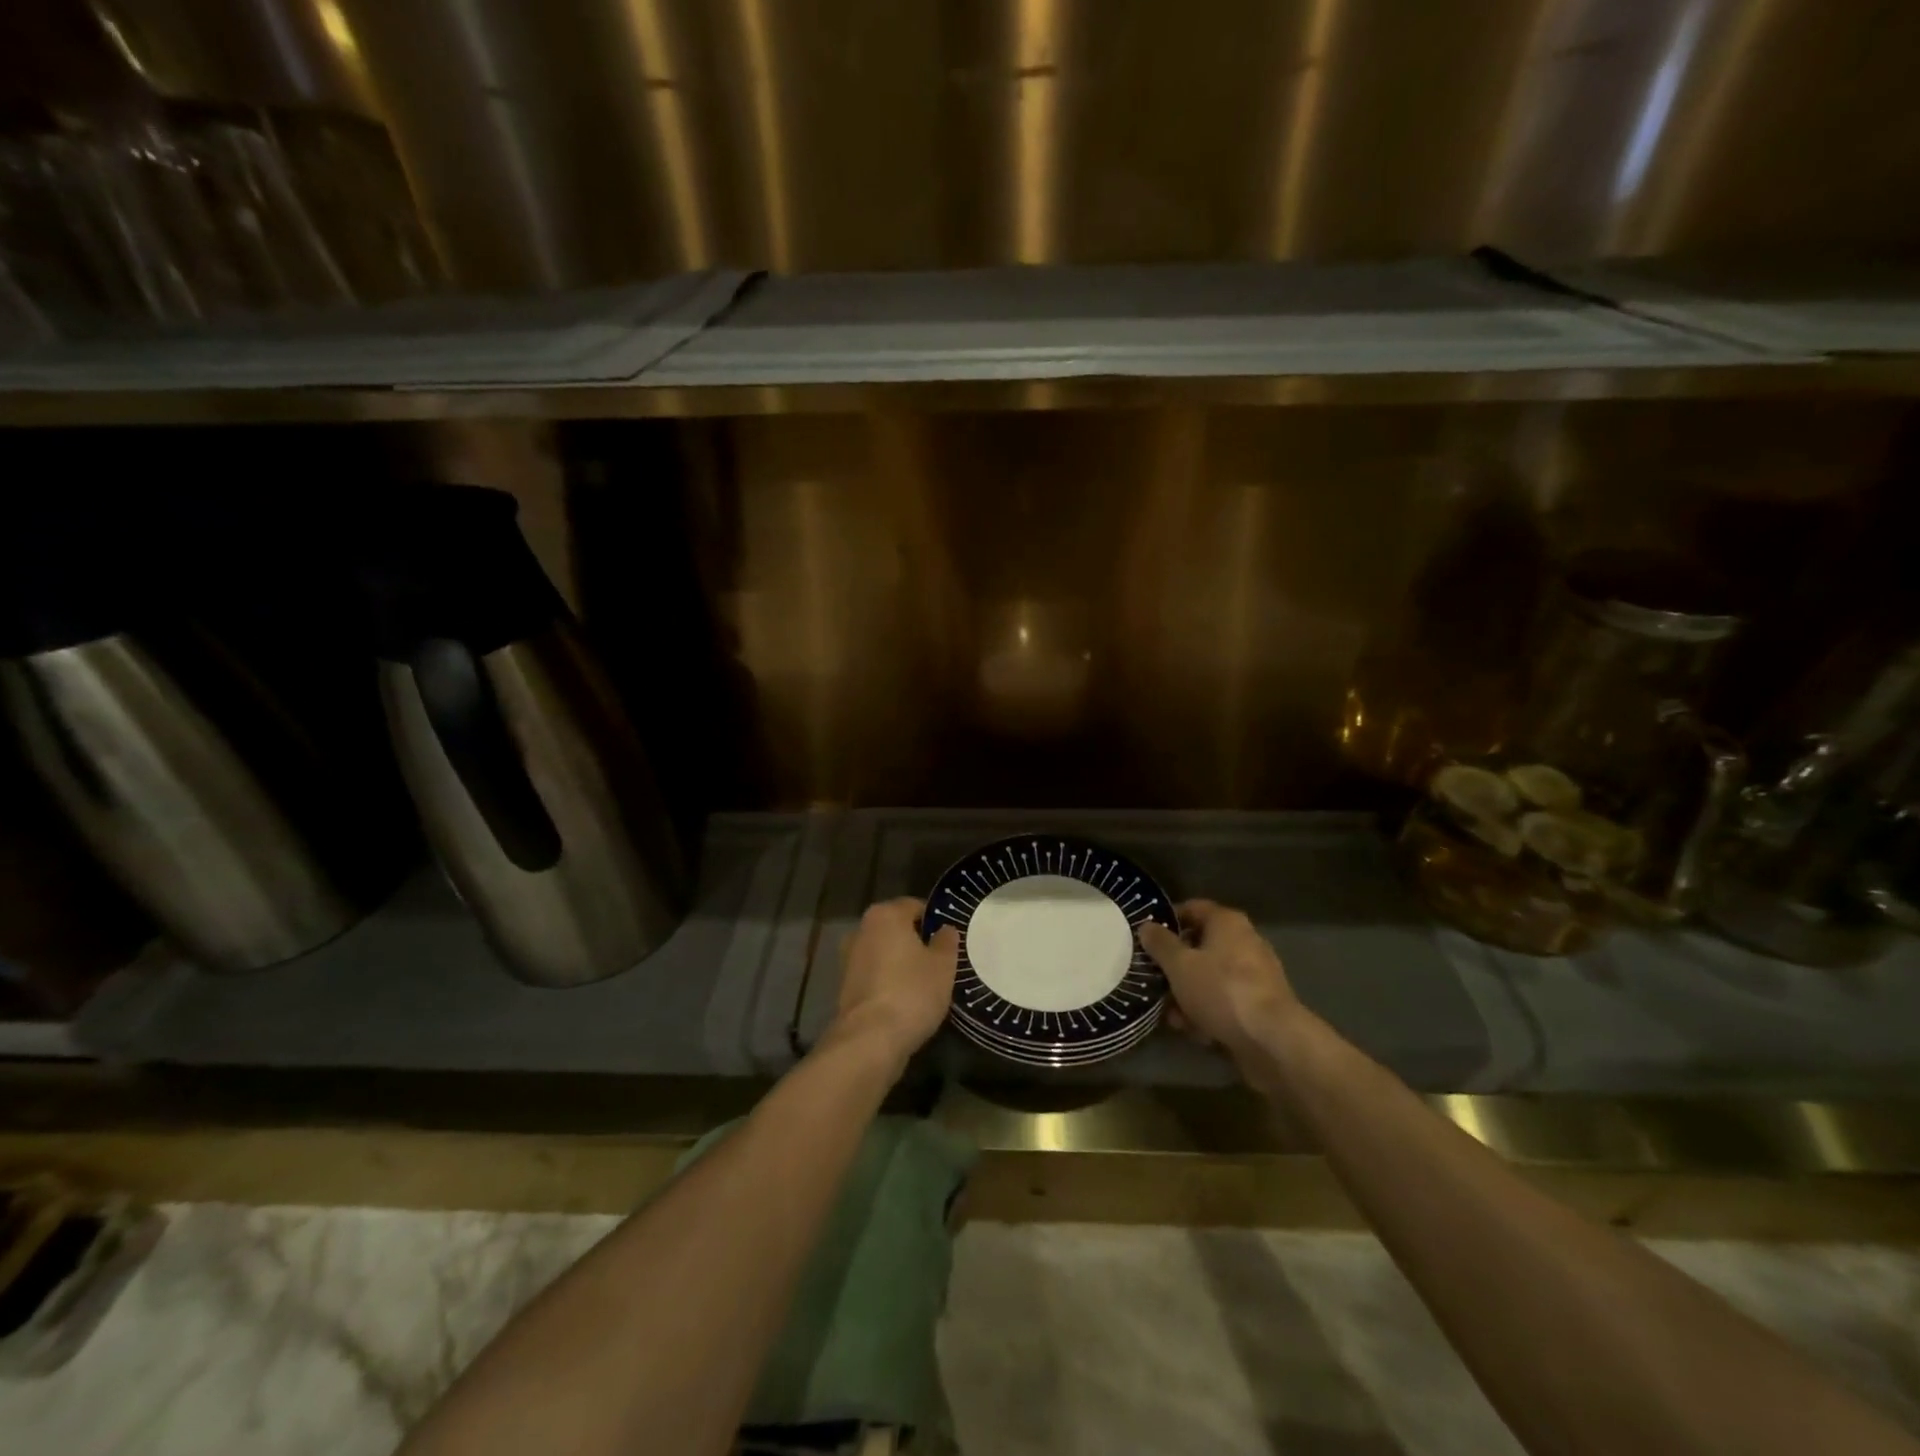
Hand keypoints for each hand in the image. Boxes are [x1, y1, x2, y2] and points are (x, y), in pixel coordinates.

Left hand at [829, 898, 958, 1070]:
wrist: (869, 1040)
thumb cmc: (911, 992)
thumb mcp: (943, 965)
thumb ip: (946, 942)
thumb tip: (944, 930)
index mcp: (885, 915)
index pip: (915, 906)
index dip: (935, 921)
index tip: (950, 941)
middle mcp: (861, 930)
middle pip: (897, 929)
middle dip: (917, 942)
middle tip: (941, 962)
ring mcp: (849, 959)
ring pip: (885, 954)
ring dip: (901, 964)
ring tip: (926, 984)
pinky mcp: (845, 987)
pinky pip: (875, 976)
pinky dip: (889, 983)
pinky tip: (906, 1001)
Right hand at [1138, 900, 1299, 1058]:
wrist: (1272, 1040)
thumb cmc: (1221, 990)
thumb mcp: (1179, 965)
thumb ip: (1160, 944)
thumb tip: (1147, 926)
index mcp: (1227, 922)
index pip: (1192, 908)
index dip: (1167, 921)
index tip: (1147, 938)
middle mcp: (1245, 941)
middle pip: (1200, 946)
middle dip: (1175, 966)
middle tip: (1154, 980)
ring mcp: (1255, 974)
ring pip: (1210, 977)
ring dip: (1188, 994)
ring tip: (1171, 1015)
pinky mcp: (1259, 1004)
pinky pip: (1225, 1000)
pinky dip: (1209, 1011)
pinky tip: (1194, 1031)